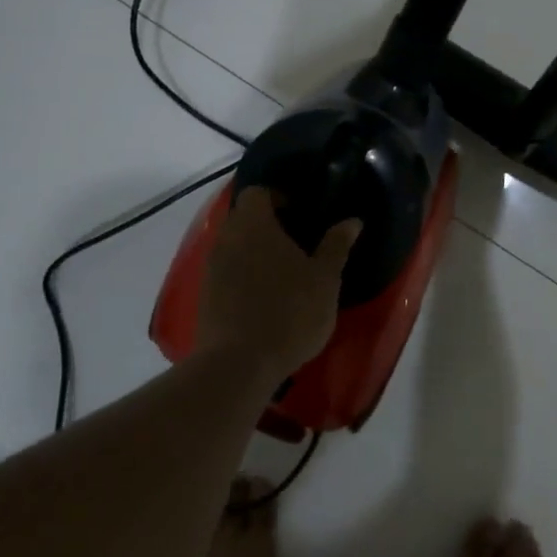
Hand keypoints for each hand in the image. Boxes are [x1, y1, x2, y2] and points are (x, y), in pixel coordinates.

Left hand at [198, 186, 359, 374]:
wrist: (238, 365)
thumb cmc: (289, 312)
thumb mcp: (325, 279)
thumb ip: (336, 246)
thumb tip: (352, 220)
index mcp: (255, 225)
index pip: (257, 191)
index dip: (278, 196)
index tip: (300, 212)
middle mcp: (226, 239)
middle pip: (243, 218)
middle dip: (268, 225)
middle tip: (298, 243)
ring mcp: (211, 268)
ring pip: (234, 246)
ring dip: (255, 252)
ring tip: (284, 273)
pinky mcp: (205, 296)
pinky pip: (227, 272)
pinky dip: (244, 276)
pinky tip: (266, 298)